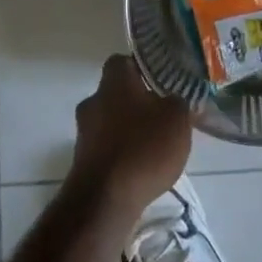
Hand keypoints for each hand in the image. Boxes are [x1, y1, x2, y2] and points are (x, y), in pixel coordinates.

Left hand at [70, 54, 193, 216]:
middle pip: (116, 93)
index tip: (161, 80)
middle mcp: (93, 102)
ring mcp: (84, 133)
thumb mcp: (177, 119)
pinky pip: (107, 147)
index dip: (142, 68)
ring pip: (111, 121)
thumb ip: (179, 102)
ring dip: (130, 129)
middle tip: (163, 114)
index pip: (122, 61)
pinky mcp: (82, 161)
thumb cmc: (144, 148)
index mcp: (114, 83)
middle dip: (138, 102)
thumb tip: (176, 98)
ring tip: (156, 145)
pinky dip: (122, 153)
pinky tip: (141, 168)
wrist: (104, 200)